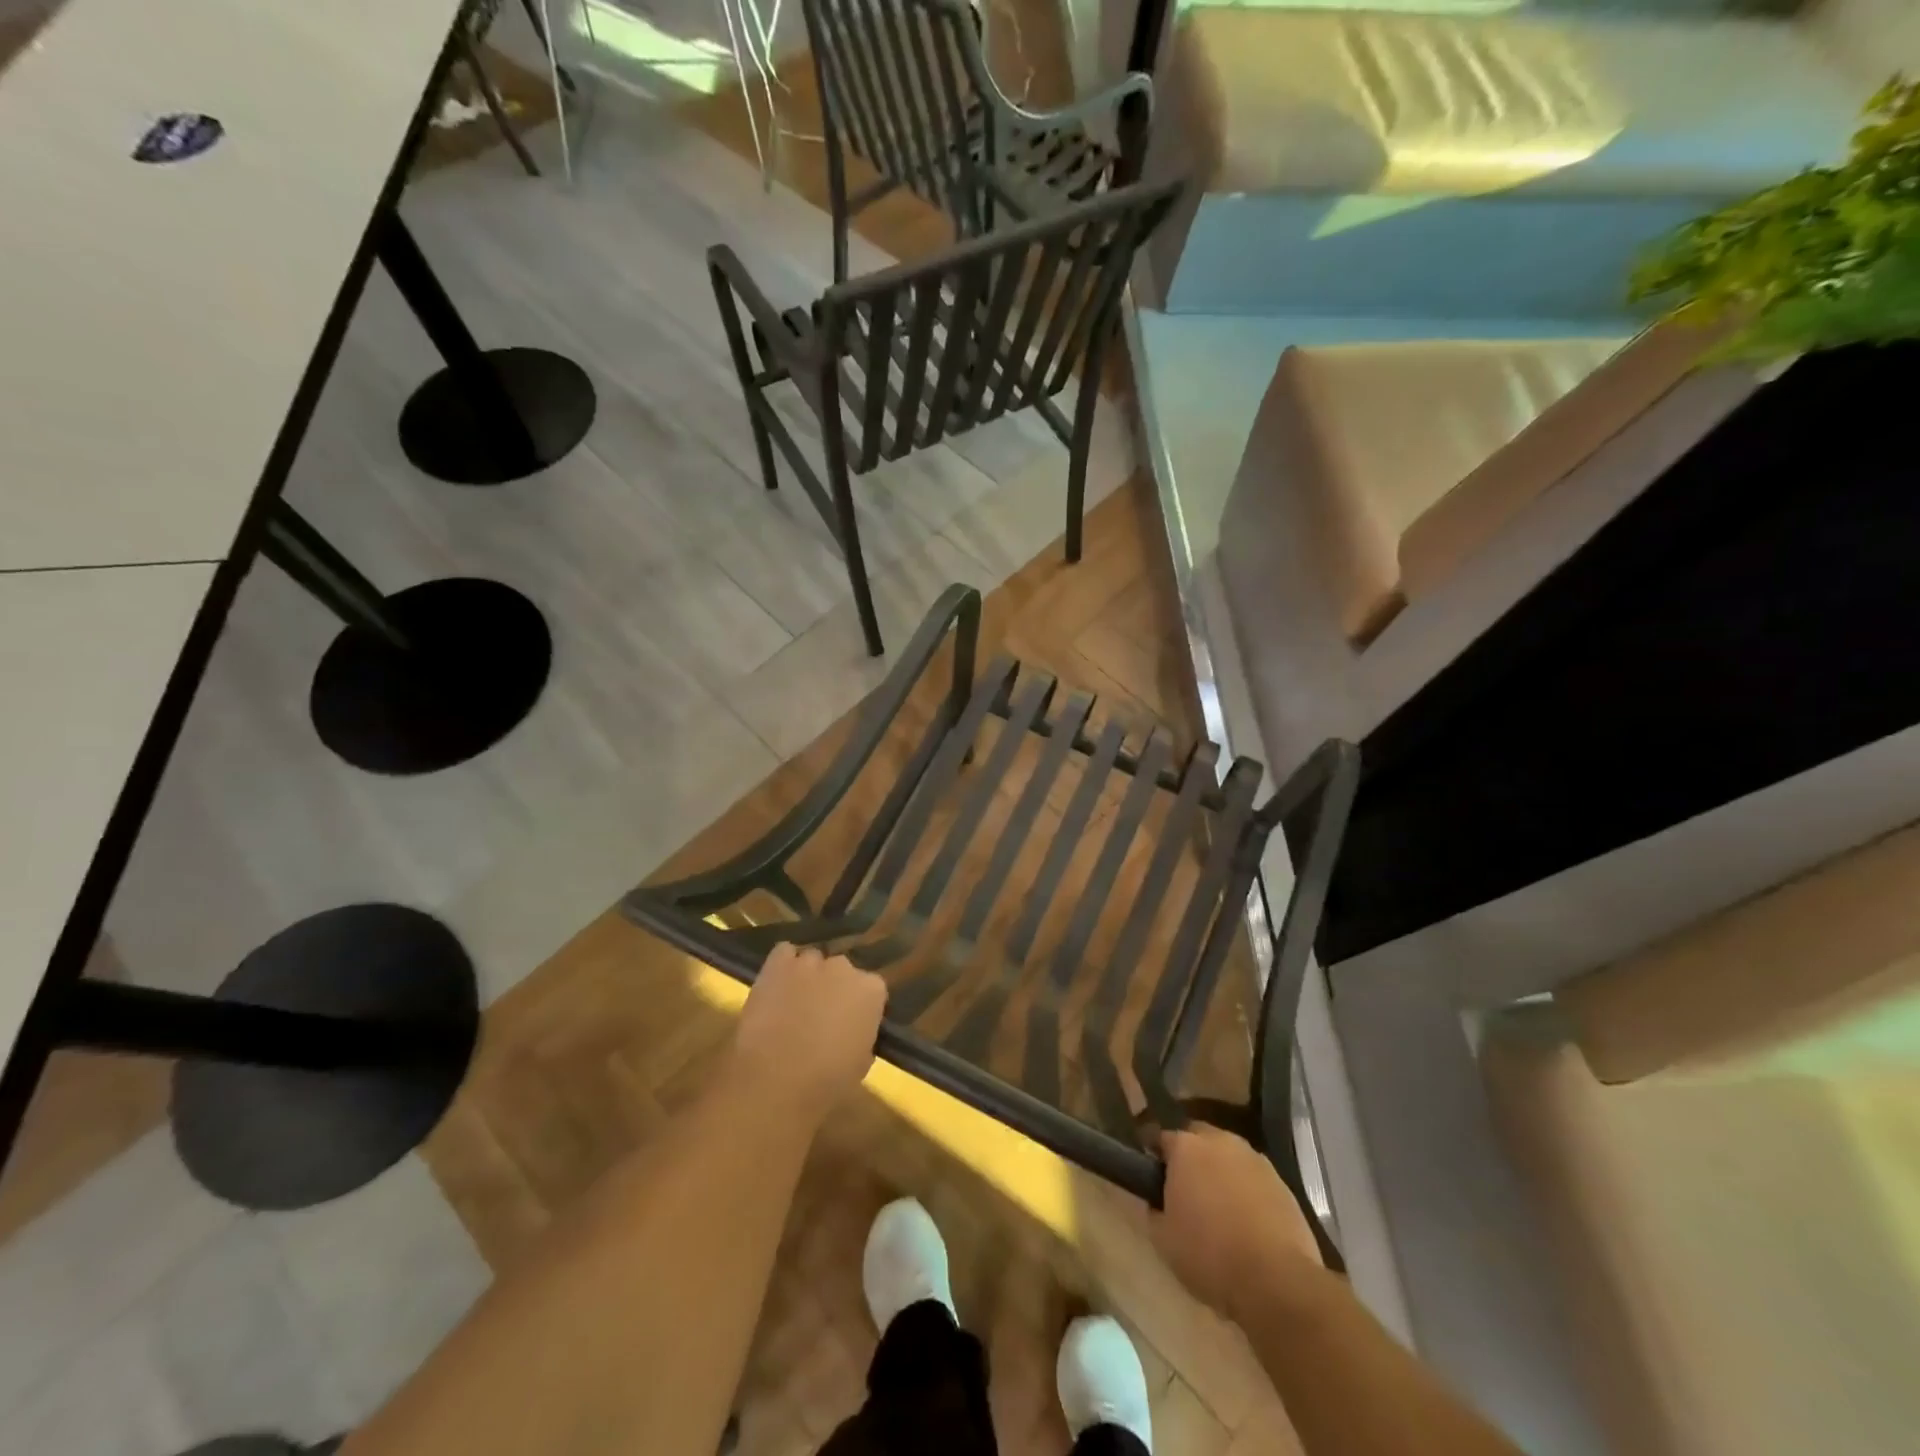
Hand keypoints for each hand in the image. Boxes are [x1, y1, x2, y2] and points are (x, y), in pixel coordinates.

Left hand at [731, 944, 886, 1121]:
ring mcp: (810, 962)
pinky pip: (784, 954)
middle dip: (834, 988)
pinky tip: (778, 986)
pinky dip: (782, 967)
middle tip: (821, 1015)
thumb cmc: (827, 1081)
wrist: (776, 1080)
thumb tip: (852, 1030)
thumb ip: (862, 1035)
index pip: (871, 989)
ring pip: (812, 962)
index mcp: (871, 990)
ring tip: (794, 1002)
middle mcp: (844, 967)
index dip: (859, 1007)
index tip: (850, 1024)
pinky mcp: (777, 963)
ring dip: (808, 977)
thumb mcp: (861, 1063)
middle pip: (842, 971)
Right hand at [1151, 1126, 1322, 1321]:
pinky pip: (1253, 1178)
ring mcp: (1255, 1159)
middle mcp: (1220, 1141)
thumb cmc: (1209, 1255)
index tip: (1151, 1176)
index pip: (1161, 1137)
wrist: (1277, 1281)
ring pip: (1229, 1156)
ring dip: (1220, 1171)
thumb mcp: (1162, 1239)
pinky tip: (1247, 1221)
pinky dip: (1246, 1190)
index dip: (1154, 1156)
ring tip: (1219, 1207)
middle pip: (1198, 1138)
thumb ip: (1154, 1208)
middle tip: (1185, 1190)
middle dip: (1190, 1157)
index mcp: (1186, 1147)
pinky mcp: (1283, 1183)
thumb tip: (1157, 1200)